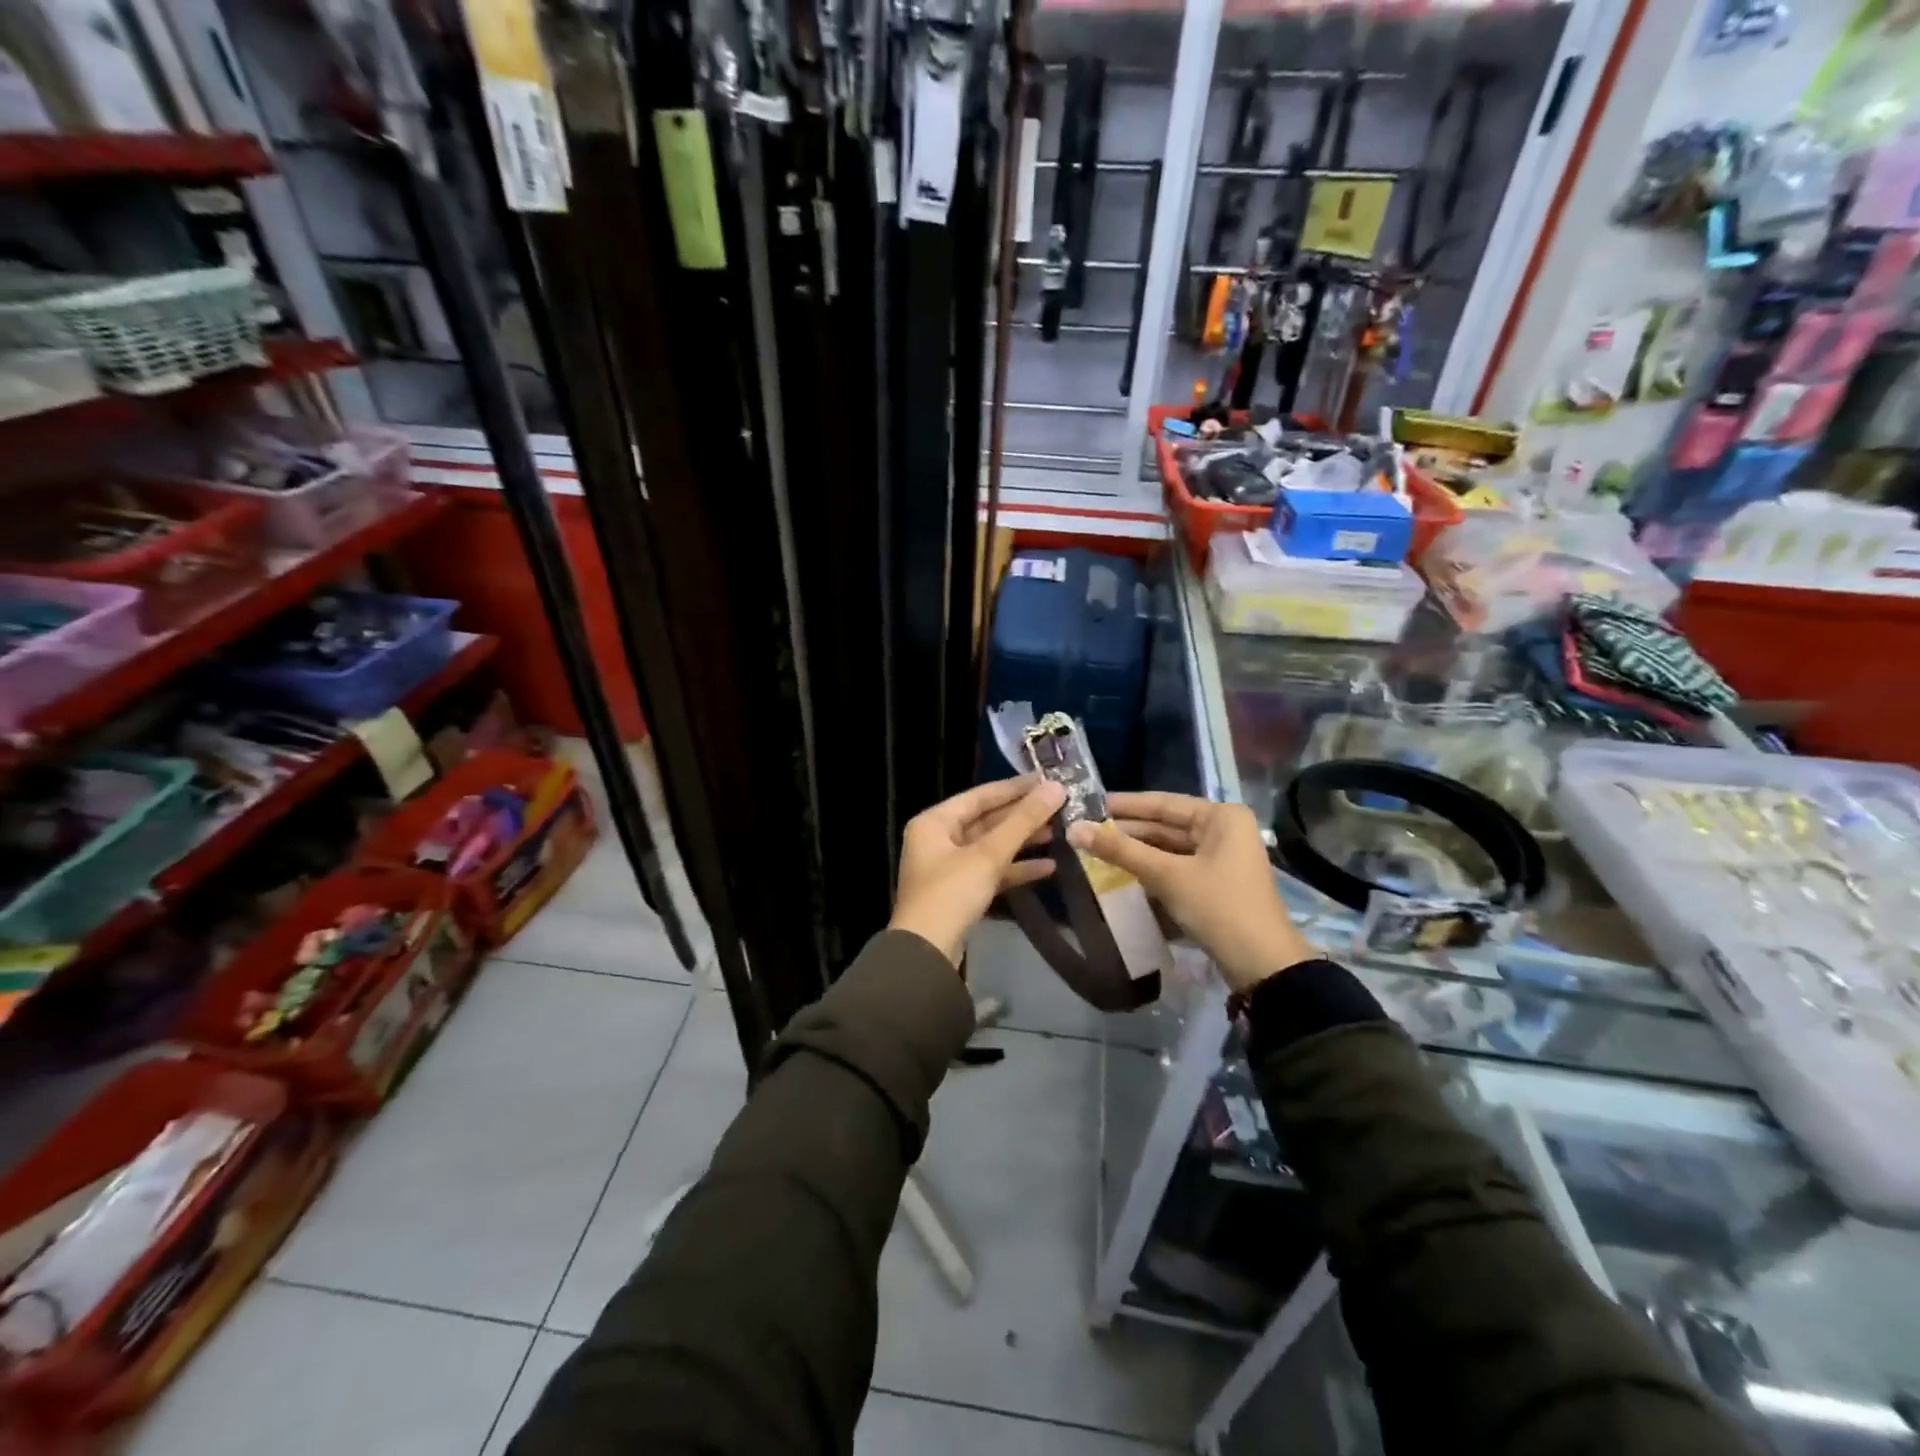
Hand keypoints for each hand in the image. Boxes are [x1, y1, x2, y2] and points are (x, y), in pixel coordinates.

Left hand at [890, 777, 1065, 964]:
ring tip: (1060, 832)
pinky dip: (1017, 868)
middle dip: (1023, 816)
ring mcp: (949, 867)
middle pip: (987, 820)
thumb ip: (1023, 821)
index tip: (1048, 779)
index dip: (1015, 788)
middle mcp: (938, 839)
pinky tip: (1049, 866)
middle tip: (1061, 806)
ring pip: (992, 846)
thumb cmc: (951, 893)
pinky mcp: (961, 892)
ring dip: (1023, 841)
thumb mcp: (988, 854)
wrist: (927, 953)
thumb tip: (1056, 788)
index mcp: (935, 822)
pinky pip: (992, 871)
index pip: (980, 795)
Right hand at [1066, 792, 1315, 993]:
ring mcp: (1222, 857)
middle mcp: (1225, 830)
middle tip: (1086, 829)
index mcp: (1221, 817)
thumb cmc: (1218, 907)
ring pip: (1170, 847)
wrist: (1262, 965)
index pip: (1163, 803)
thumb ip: (1121, 851)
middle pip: (1166, 825)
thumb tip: (1074, 829)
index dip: (1124, 805)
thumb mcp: (1167, 875)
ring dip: (1137, 851)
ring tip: (1096, 849)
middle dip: (1128, 830)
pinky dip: (1152, 868)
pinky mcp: (1217, 883)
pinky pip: (1177, 866)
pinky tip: (1123, 871)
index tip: (1089, 803)